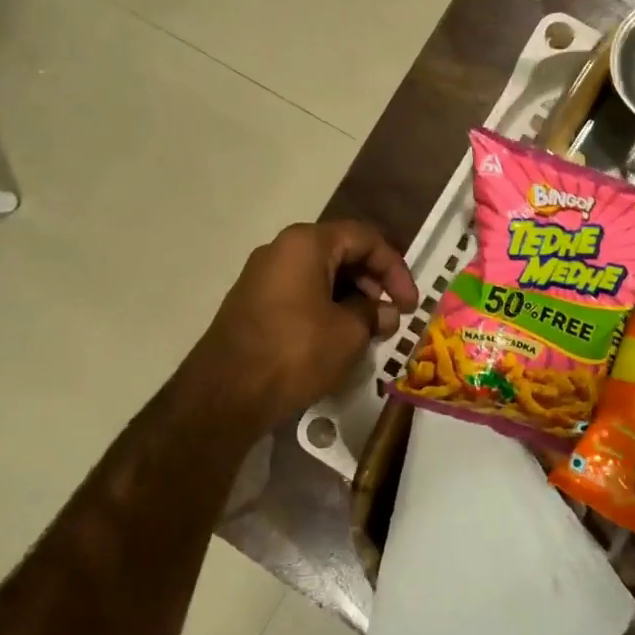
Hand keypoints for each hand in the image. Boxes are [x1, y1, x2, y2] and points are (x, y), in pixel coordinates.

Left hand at [188, 220, 418, 425]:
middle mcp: (281, 250)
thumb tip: (383, 312)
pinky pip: (301, 294)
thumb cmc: (295, 352)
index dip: (395, 269)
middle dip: (373, 283)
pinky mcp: (253, 304)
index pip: (366, 238)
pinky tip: (339, 339)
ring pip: (321, 275)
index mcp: (307, 243)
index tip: (409, 305)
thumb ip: (373, 314)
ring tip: (369, 332)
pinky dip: (327, 308)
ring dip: (352, 298)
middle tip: (391, 317)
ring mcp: (263, 277)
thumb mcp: (349, 333)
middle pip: (342, 253)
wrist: (224, 395)